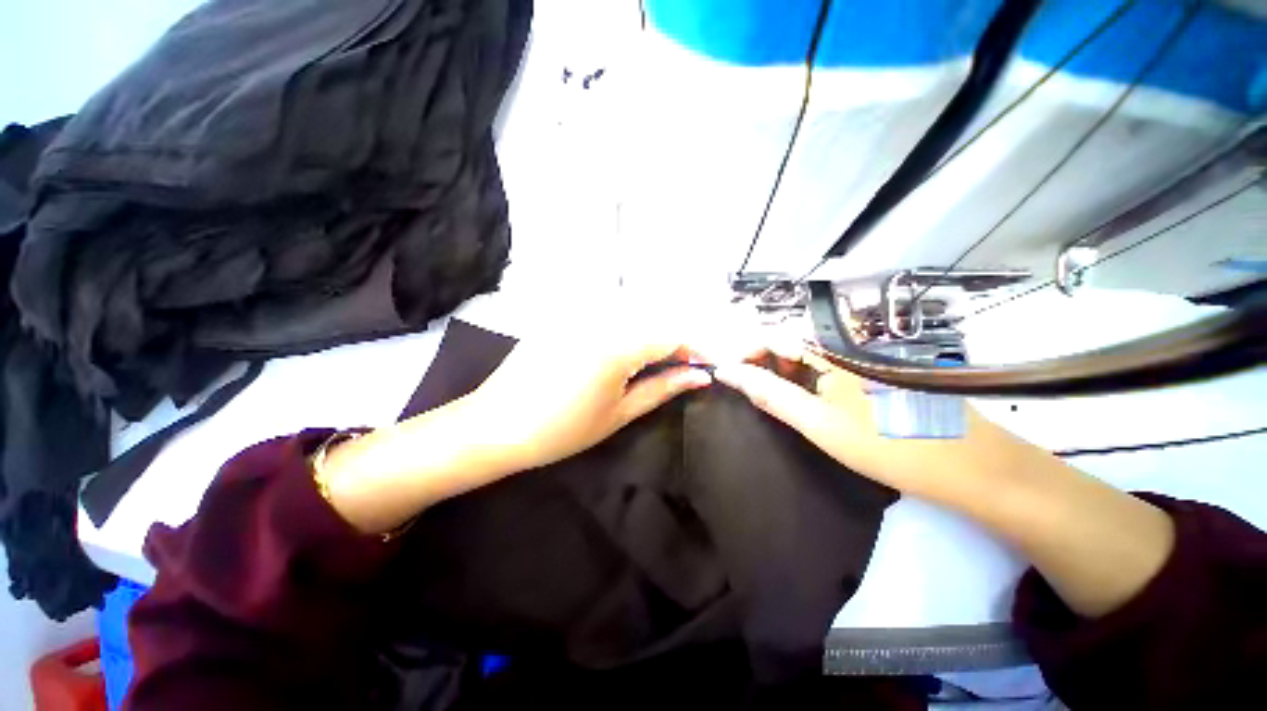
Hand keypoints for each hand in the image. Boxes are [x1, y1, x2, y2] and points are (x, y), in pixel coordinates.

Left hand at [464, 326, 712, 471]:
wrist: (497, 425)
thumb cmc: (563, 429)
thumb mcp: (620, 413)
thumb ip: (662, 388)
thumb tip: (699, 377)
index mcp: (618, 345)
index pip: (671, 335)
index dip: (694, 349)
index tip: (704, 367)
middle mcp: (601, 319)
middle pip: (653, 321)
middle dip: (673, 344)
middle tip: (679, 370)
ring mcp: (579, 314)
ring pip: (630, 316)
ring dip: (648, 336)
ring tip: (652, 364)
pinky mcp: (563, 317)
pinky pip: (604, 316)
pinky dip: (623, 331)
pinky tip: (617, 353)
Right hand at [711, 339, 993, 498]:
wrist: (972, 467)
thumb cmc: (889, 444)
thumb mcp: (818, 422)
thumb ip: (769, 393)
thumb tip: (727, 372)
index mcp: (830, 351)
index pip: (771, 334)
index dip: (745, 352)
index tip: (729, 377)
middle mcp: (842, 348)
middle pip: (787, 344)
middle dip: (760, 365)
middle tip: (749, 394)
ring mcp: (858, 362)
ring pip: (804, 360)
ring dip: (780, 376)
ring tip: (771, 403)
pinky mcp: (868, 377)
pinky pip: (823, 372)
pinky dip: (803, 385)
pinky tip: (804, 406)